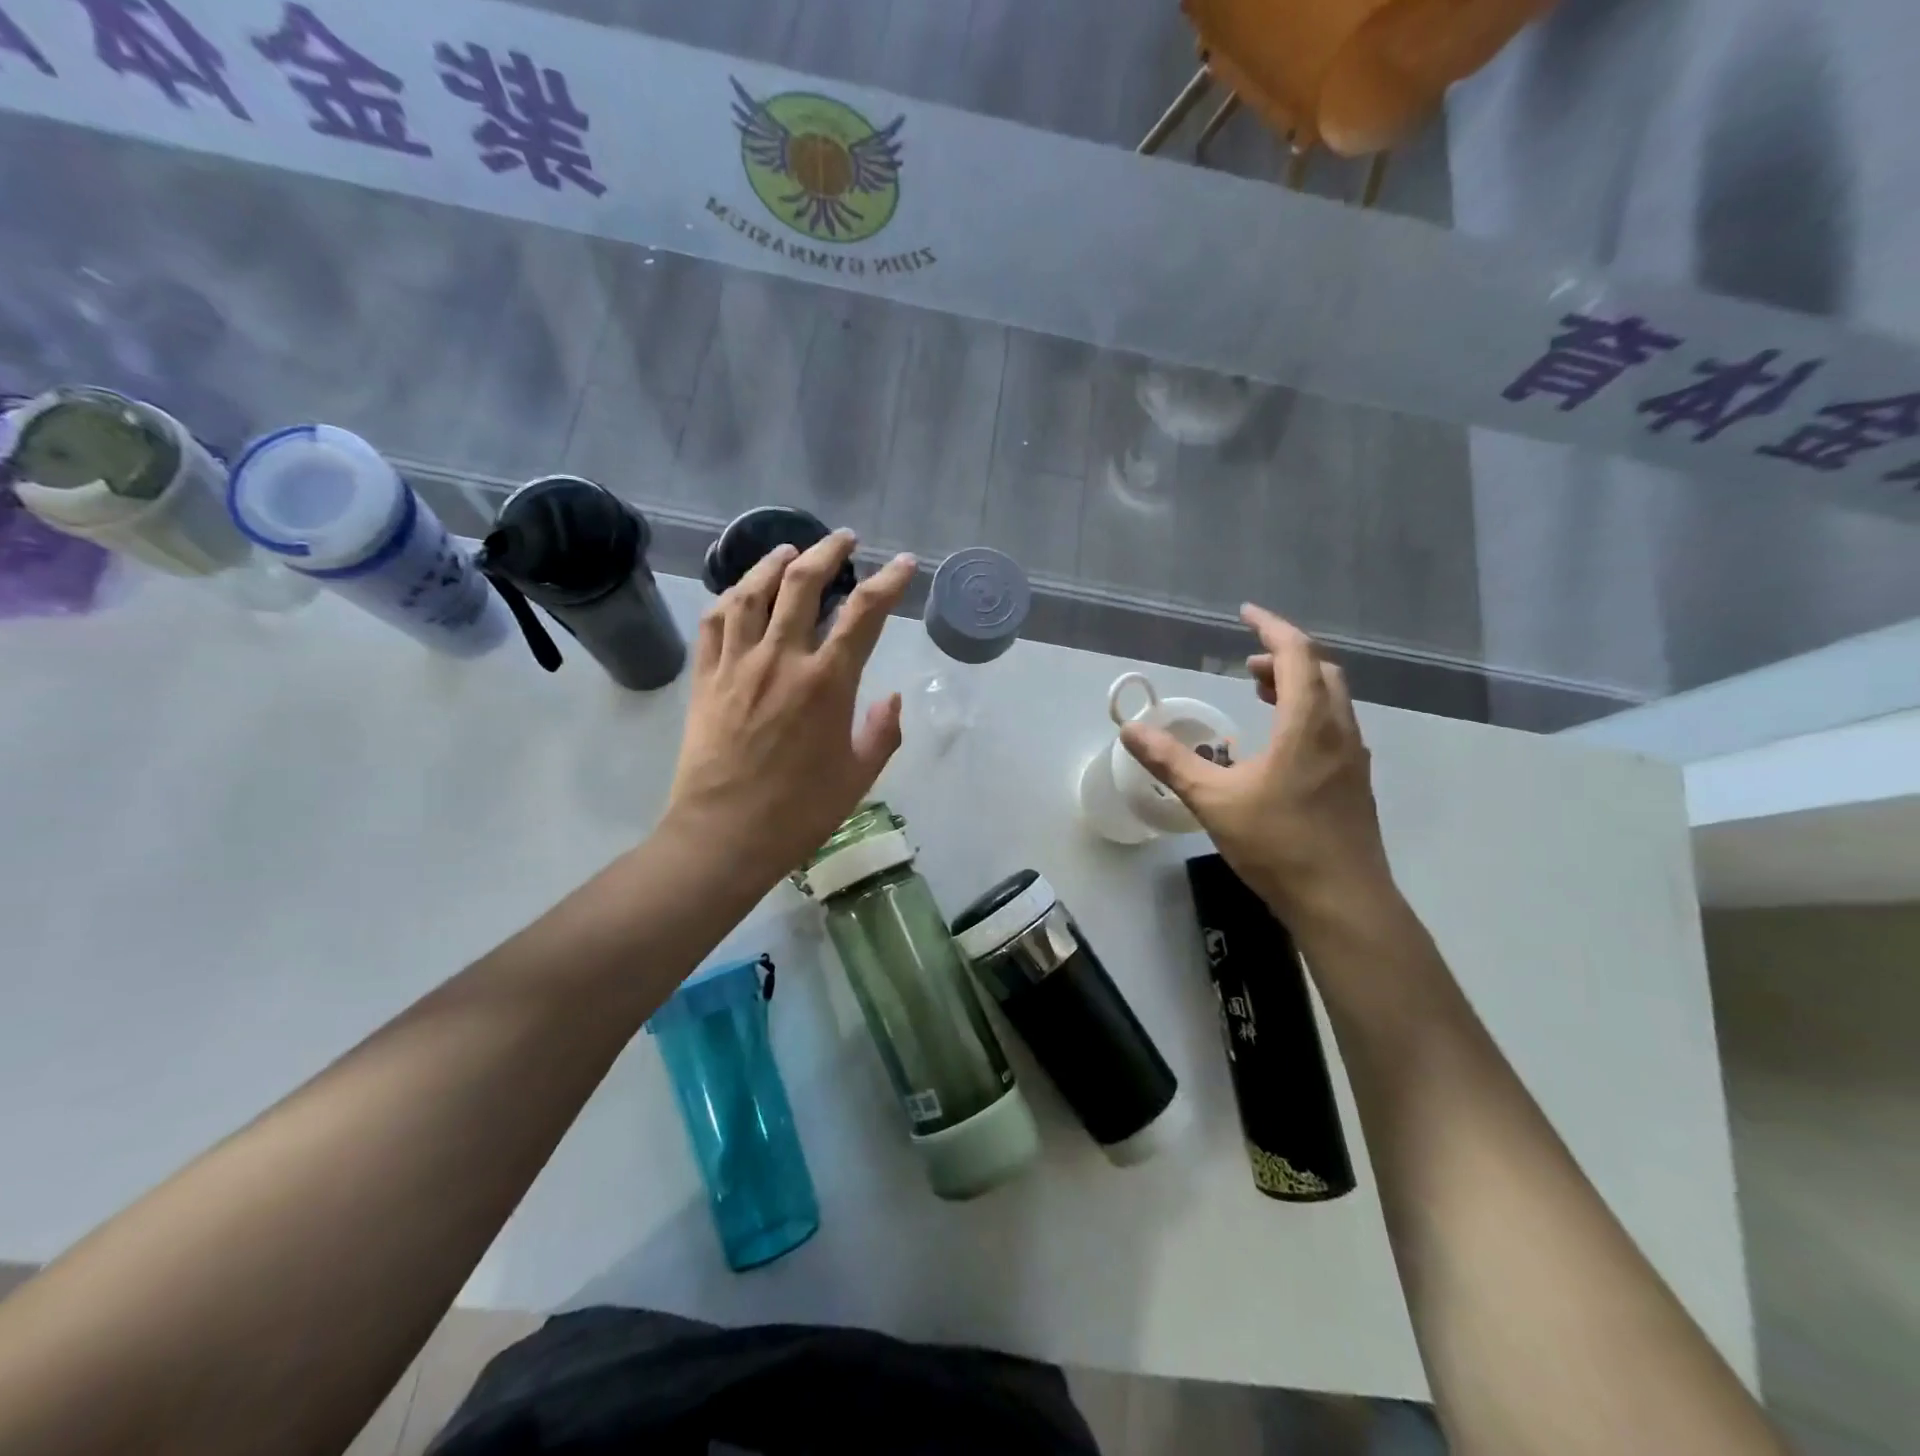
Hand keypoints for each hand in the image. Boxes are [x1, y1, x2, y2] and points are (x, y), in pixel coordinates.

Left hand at [665, 530, 915, 886]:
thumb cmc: (800, 812)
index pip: (865, 614)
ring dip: (773, 563)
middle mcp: (782, 660)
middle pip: (803, 584)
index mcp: (827, 683)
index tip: (904, 563)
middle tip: (844, 540)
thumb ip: (883, 732)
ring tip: (789, 551)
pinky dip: (731, 597)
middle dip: (828, 552)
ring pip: (752, 593)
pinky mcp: (705, 679)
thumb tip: (891, 697)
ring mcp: (737, 665)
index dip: (889, 582)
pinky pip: (715, 623)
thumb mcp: (860, 777)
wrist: (724, 835)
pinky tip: (740, 591)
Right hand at [1120, 604, 1396, 927]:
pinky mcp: (1354, 782)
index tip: (1245, 614)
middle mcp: (1338, 730)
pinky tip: (1281, 745)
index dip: (1270, 628)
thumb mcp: (1213, 800)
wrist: (1343, 900)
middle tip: (1247, 666)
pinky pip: (1334, 727)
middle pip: (1321, 671)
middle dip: (1284, 657)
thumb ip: (1171, 761)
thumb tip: (1130, 730)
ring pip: (1331, 700)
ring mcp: (1353, 758)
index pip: (1296, 654)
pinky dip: (1307, 714)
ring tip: (1261, 695)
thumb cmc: (1278, 843)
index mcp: (1307, 723)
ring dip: (1298, 686)